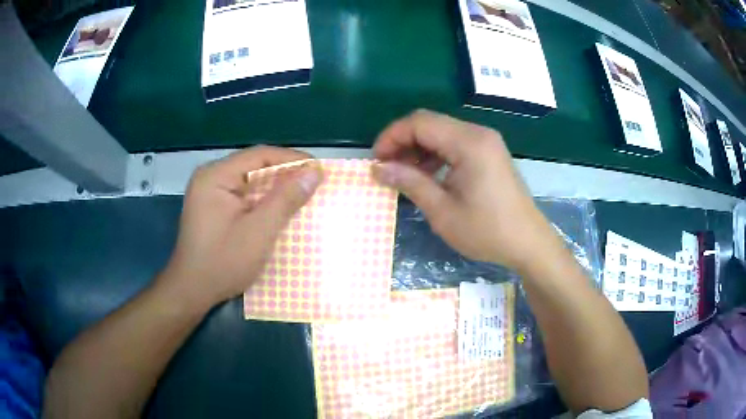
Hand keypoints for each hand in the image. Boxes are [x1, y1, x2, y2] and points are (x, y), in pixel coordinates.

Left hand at [158, 146, 322, 310]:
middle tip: (314, 184)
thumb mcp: (259, 232)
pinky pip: (243, 196)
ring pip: (250, 182)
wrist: (192, 291)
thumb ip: (286, 199)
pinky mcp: (213, 207)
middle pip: (254, 167)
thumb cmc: (223, 262)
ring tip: (302, 196)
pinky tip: (279, 210)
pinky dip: (263, 201)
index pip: (260, 155)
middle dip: (285, 175)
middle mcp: (211, 177)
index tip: (319, 169)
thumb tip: (314, 172)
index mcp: (216, 176)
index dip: (292, 159)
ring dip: (275, 189)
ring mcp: (210, 192)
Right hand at [371, 110, 559, 270]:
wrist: (528, 243)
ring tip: (404, 173)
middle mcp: (478, 133)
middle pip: (430, 123)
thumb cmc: (487, 231)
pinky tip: (428, 174)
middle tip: (386, 168)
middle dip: (403, 141)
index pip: (419, 123)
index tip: (376, 160)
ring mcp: (486, 142)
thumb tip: (377, 168)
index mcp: (468, 143)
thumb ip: (409, 182)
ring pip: (442, 132)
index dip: (392, 137)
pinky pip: (455, 143)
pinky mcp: (489, 153)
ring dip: (418, 148)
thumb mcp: (442, 211)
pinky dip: (436, 154)